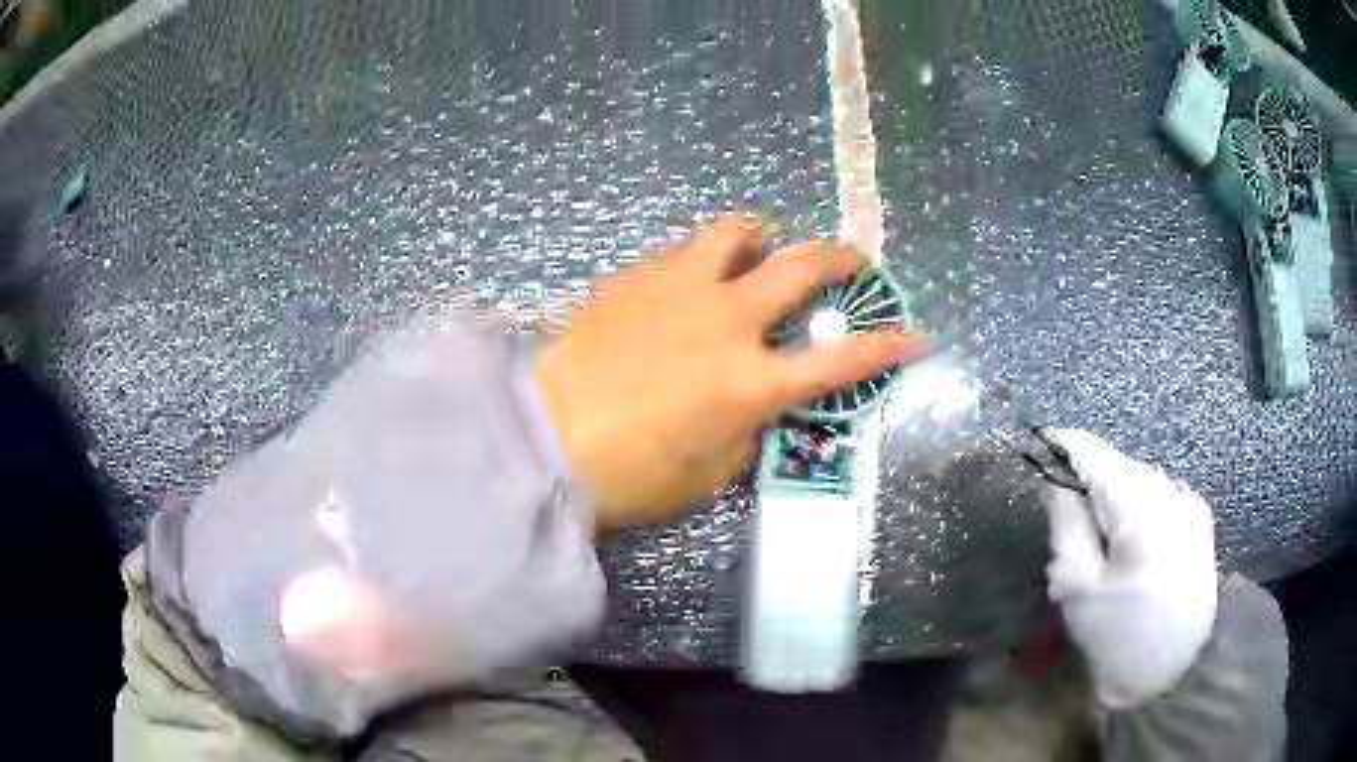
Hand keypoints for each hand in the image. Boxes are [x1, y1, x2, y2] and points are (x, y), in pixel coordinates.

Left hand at [533, 215, 919, 530]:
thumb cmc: (629, 475)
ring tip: (762, 249)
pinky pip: (685, 249)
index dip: (886, 347)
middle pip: (802, 266)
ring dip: (764, 237)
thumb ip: (744, 432)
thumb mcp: (708, 474)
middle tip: (850, 263)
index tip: (915, 335)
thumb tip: (754, 406)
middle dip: (841, 259)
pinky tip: (692, 279)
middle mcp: (727, 321)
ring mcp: (680, 289)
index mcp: (751, 382)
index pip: (839, 361)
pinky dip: (706, 257)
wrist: (542, 439)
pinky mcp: (637, 276)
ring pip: (738, 230)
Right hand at [1040, 429, 1217, 708]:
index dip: (1064, 446)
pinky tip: (1138, 539)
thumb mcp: (1078, 588)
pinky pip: (1166, 495)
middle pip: (1121, 466)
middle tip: (1068, 514)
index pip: (1095, 454)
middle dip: (1092, 479)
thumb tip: (1055, 480)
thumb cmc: (1116, 636)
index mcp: (1139, 509)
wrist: (1170, 673)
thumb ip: (1067, 524)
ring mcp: (1191, 505)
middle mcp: (1171, 493)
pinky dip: (1145, 505)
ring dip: (1119, 493)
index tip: (1040, 447)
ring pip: (1144, 479)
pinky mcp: (1202, 522)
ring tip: (1104, 534)